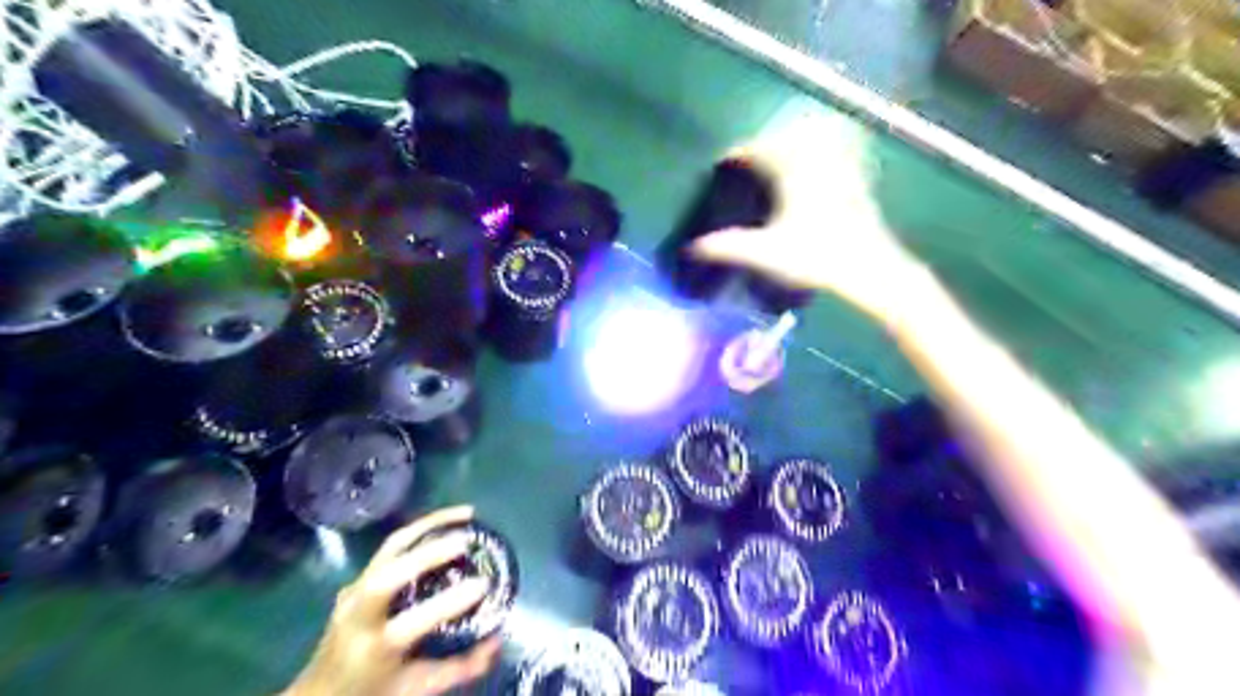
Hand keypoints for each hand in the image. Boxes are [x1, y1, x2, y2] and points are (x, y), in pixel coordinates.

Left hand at [288, 505, 498, 694]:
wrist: (318, 694)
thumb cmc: (371, 693)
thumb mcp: (416, 688)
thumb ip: (459, 669)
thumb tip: (497, 642)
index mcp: (373, 649)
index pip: (410, 623)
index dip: (448, 603)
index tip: (483, 585)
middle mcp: (359, 615)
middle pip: (388, 574)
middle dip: (429, 552)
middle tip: (467, 540)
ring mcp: (354, 591)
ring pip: (390, 547)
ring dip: (429, 525)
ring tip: (466, 514)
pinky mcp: (359, 577)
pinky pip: (391, 546)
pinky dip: (421, 529)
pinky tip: (446, 523)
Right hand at [688, 109, 928, 323]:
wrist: (869, 267)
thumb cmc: (816, 257)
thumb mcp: (766, 254)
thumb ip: (729, 247)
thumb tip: (694, 246)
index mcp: (794, 175)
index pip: (762, 151)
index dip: (741, 153)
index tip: (726, 160)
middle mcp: (817, 165)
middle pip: (789, 141)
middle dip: (767, 145)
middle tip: (750, 158)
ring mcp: (840, 173)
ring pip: (815, 146)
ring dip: (795, 146)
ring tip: (780, 158)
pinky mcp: (856, 185)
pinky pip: (836, 159)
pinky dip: (822, 157)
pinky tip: (819, 169)